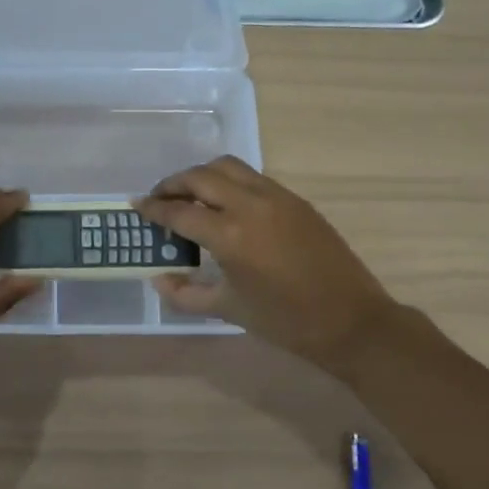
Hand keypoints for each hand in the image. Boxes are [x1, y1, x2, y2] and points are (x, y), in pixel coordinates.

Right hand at [135, 157, 398, 365]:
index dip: (153, 208)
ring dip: (201, 175)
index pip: (179, 211)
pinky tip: (225, 203)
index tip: (136, 205)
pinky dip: (229, 181)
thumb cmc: (285, 321)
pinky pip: (252, 177)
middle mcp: (249, 205)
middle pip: (200, 177)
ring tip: (190, 194)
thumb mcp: (228, 310)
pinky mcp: (295, 199)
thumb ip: (185, 294)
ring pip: (227, 166)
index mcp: (229, 236)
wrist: (352, 321)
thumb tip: (158, 279)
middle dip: (173, 184)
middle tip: (159, 198)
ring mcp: (276, 197)